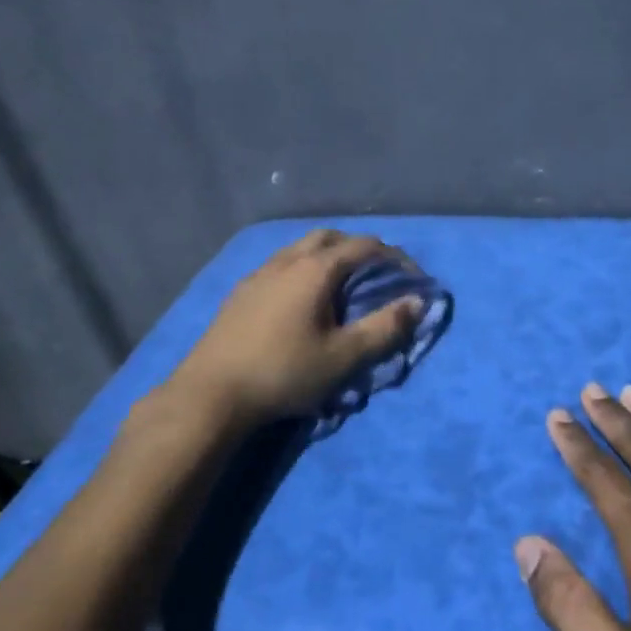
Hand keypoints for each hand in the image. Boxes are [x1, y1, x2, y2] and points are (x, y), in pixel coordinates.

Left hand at [168, 229, 423, 424]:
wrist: (212, 393)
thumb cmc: (284, 372)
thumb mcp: (344, 357)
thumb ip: (384, 328)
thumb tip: (418, 302)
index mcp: (315, 270)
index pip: (364, 247)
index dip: (395, 257)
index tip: (413, 277)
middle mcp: (287, 260)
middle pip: (330, 237)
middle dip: (358, 247)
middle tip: (377, 271)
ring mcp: (259, 273)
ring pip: (300, 248)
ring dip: (328, 255)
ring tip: (341, 282)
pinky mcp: (241, 291)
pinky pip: (281, 264)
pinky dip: (303, 267)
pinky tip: (300, 297)